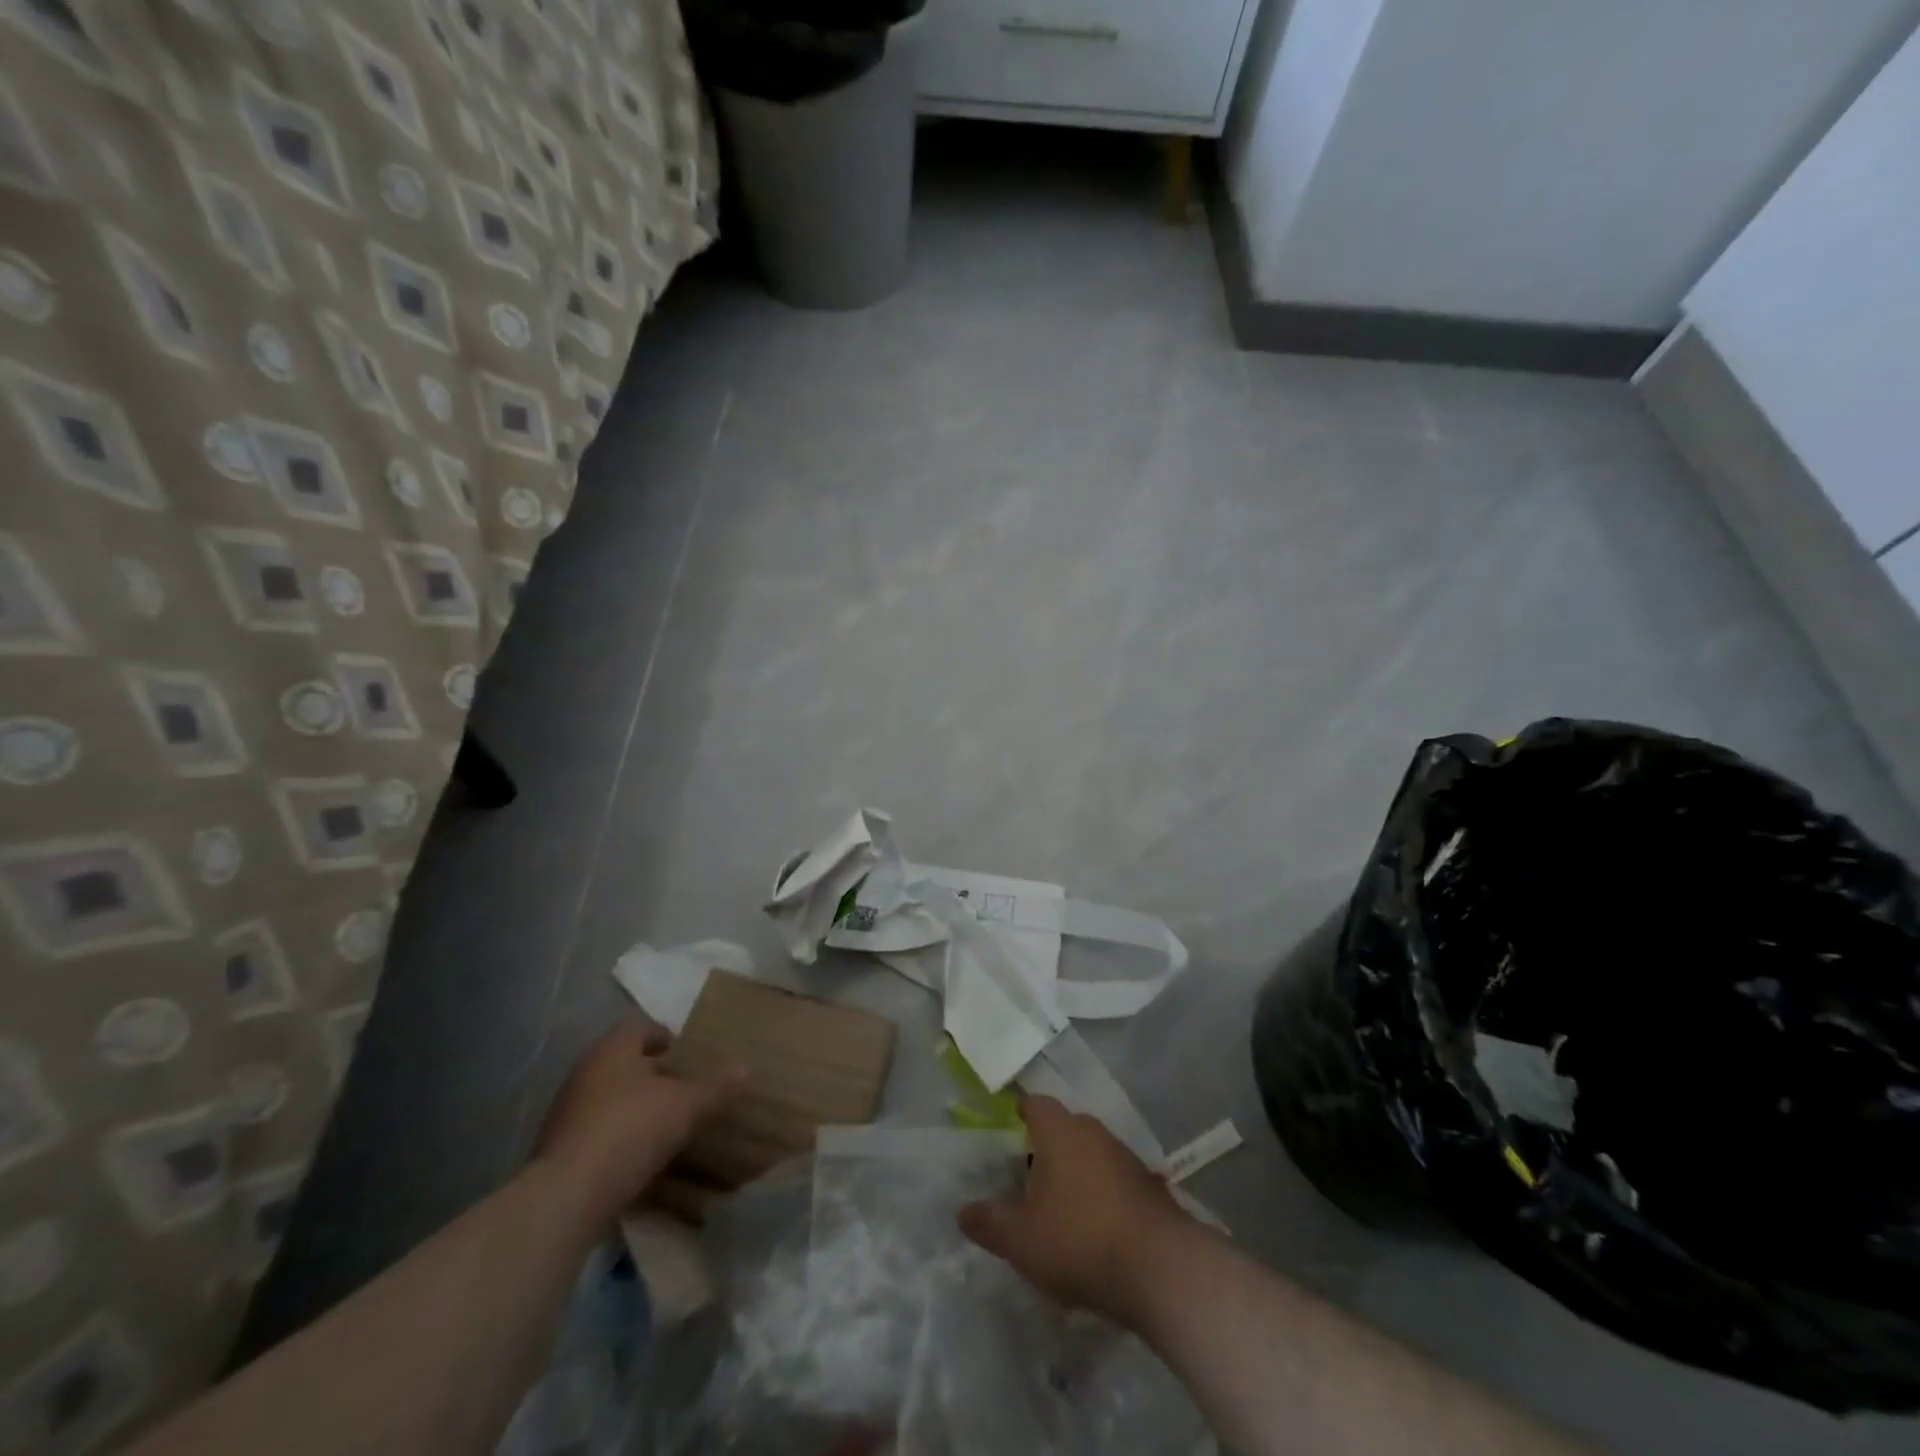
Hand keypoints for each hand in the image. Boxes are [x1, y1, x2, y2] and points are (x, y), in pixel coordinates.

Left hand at [533, 1020, 744, 1225]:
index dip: (665, 1037)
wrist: (566, 1196)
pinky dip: (616, 1134)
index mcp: (613, 1049)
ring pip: (608, 1095)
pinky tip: (637, 1154)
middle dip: (652, 1072)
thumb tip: (746, 1068)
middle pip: (623, 1062)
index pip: (641, 1027)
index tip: (686, 1054)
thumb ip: (715, 1087)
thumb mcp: (685, 1106)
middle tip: (682, 1086)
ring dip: (633, 1104)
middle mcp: (585, 1070)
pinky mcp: (557, 1148)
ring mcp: (565, 1110)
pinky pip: (595, 1129)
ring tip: (663, 1122)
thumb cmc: (630, 1129)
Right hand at [958, 1096, 1192, 1322]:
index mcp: (1059, 1130)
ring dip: (1075, 1172)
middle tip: (1026, 1178)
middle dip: (1045, 1148)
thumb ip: (989, 1222)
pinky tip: (1093, 1228)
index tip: (1009, 1131)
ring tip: (1058, 1208)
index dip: (1020, 1114)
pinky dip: (1100, 1194)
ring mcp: (1125, 1156)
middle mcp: (1093, 1131)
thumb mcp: (1020, 1239)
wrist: (1160, 1268)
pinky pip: (1113, 1178)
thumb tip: (962, 1211)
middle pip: (1063, 1127)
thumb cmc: (1078, 1239)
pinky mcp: (1148, 1185)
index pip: (1035, 1103)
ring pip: (1090, 1152)